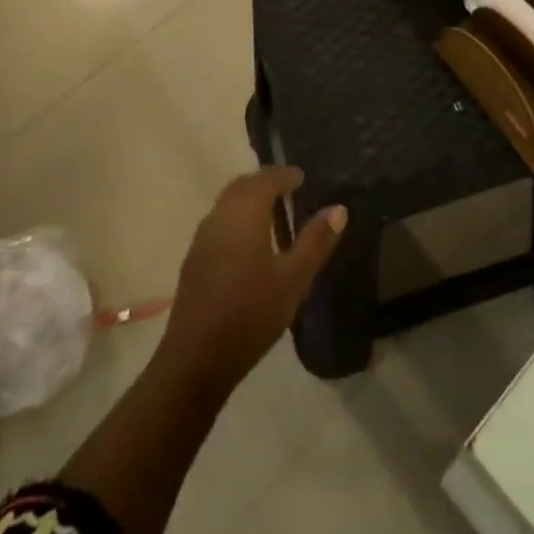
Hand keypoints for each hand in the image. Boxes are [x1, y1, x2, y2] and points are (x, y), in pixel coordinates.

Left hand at [157, 167, 345, 396]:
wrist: (196, 358)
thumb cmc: (251, 313)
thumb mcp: (293, 279)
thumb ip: (315, 241)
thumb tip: (339, 208)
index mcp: (245, 212)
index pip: (266, 179)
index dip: (285, 175)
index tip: (301, 178)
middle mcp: (220, 214)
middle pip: (243, 186)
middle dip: (265, 183)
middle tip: (288, 191)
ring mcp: (203, 237)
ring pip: (228, 203)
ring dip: (249, 200)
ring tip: (272, 215)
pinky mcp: (194, 259)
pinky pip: (219, 222)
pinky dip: (236, 219)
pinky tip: (249, 244)